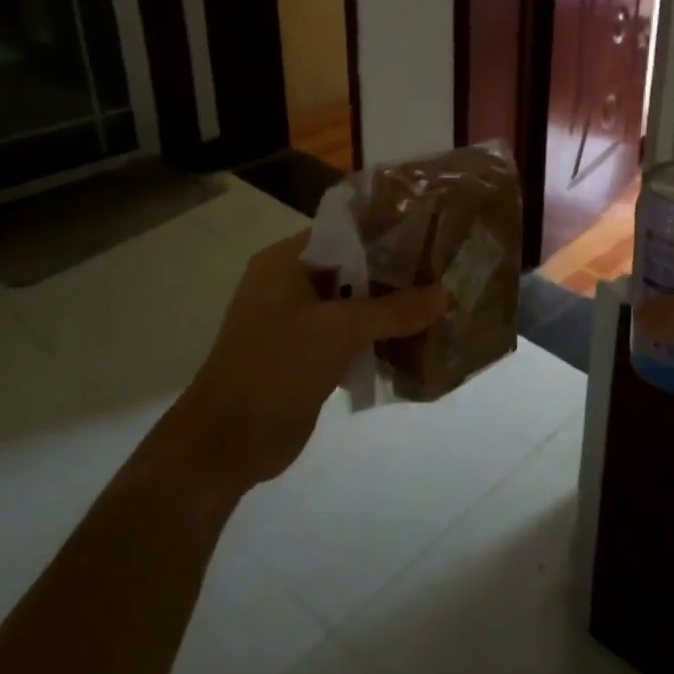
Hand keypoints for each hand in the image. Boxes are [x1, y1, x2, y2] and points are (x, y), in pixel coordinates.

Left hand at [180, 230, 447, 482]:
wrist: (226, 443)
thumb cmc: (276, 368)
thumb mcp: (339, 330)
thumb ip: (395, 310)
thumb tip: (446, 294)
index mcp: (287, 262)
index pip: (348, 230)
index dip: (390, 232)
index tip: (435, 235)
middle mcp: (292, 283)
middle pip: (356, 267)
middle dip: (398, 274)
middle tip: (448, 272)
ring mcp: (299, 321)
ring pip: (357, 303)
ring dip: (392, 309)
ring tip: (442, 305)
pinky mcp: (309, 354)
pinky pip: (352, 335)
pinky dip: (379, 337)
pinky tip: (417, 342)